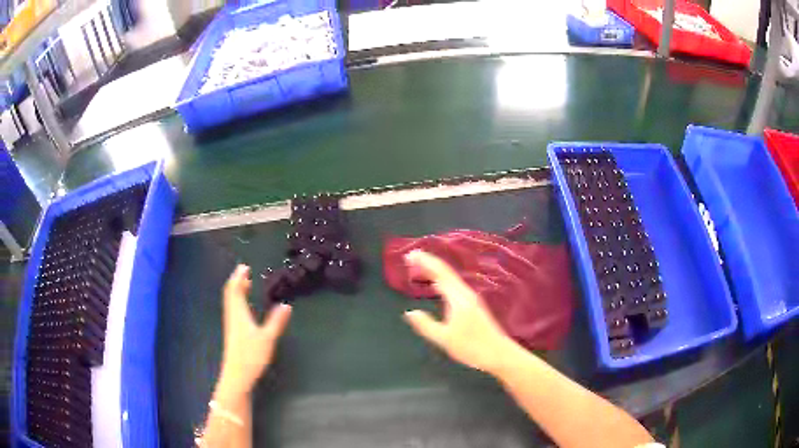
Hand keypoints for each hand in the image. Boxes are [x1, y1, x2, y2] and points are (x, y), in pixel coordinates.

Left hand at [218, 265, 291, 396]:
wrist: (237, 375)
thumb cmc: (251, 355)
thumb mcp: (267, 338)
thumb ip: (276, 321)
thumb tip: (286, 305)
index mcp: (239, 313)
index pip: (235, 290)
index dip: (238, 277)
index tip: (244, 267)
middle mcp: (232, 316)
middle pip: (231, 294)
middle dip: (237, 281)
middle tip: (245, 272)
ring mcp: (231, 325)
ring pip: (231, 302)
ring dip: (237, 291)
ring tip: (245, 284)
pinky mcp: (233, 333)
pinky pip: (233, 310)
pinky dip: (238, 302)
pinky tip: (246, 307)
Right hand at [403, 250, 517, 373]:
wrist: (499, 353)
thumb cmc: (472, 347)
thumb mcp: (444, 339)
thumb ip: (426, 325)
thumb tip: (410, 313)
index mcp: (458, 298)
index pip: (440, 273)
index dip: (425, 262)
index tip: (410, 255)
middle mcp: (465, 293)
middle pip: (446, 271)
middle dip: (428, 262)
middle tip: (410, 258)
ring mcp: (471, 298)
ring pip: (450, 277)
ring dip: (435, 270)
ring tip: (419, 268)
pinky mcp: (473, 304)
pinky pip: (454, 284)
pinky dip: (441, 279)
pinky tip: (437, 285)